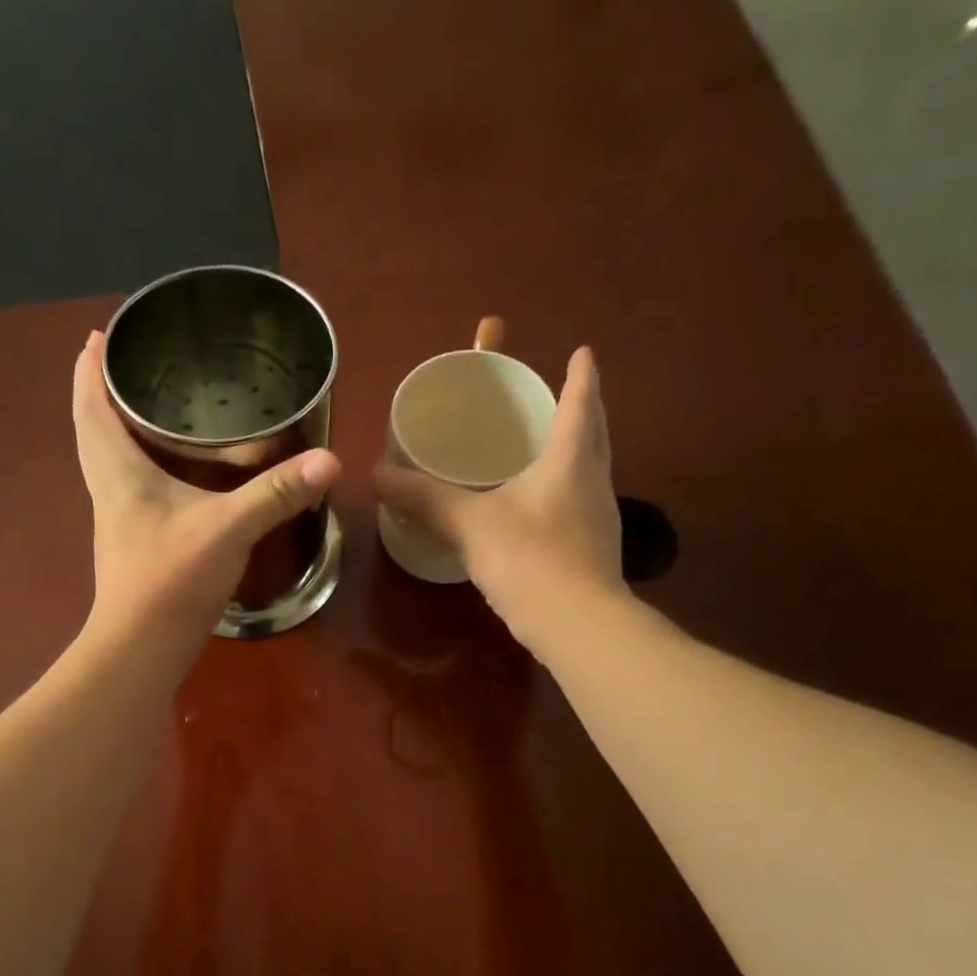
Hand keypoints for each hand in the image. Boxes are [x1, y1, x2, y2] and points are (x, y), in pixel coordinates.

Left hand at [72, 331, 340, 651]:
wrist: (142, 646)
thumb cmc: (171, 579)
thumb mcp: (228, 528)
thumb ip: (276, 494)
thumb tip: (328, 461)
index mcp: (118, 471)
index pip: (90, 406)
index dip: (90, 369)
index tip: (98, 336)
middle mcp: (108, 489)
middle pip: (92, 430)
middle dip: (100, 393)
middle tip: (130, 365)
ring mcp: (117, 520)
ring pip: (107, 461)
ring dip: (118, 430)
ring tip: (149, 408)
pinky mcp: (132, 544)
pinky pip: (127, 488)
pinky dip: (140, 466)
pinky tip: (171, 473)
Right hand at [372, 347, 624, 649]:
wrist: (577, 624)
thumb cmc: (528, 559)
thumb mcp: (469, 524)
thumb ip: (424, 498)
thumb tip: (376, 475)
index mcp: (570, 458)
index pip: (581, 401)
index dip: (581, 374)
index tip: (583, 351)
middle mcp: (595, 480)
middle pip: (595, 432)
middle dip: (583, 409)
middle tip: (561, 396)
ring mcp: (600, 518)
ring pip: (591, 470)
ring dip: (577, 451)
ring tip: (550, 447)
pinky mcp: (595, 550)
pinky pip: (581, 504)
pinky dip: (566, 491)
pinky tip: (542, 508)